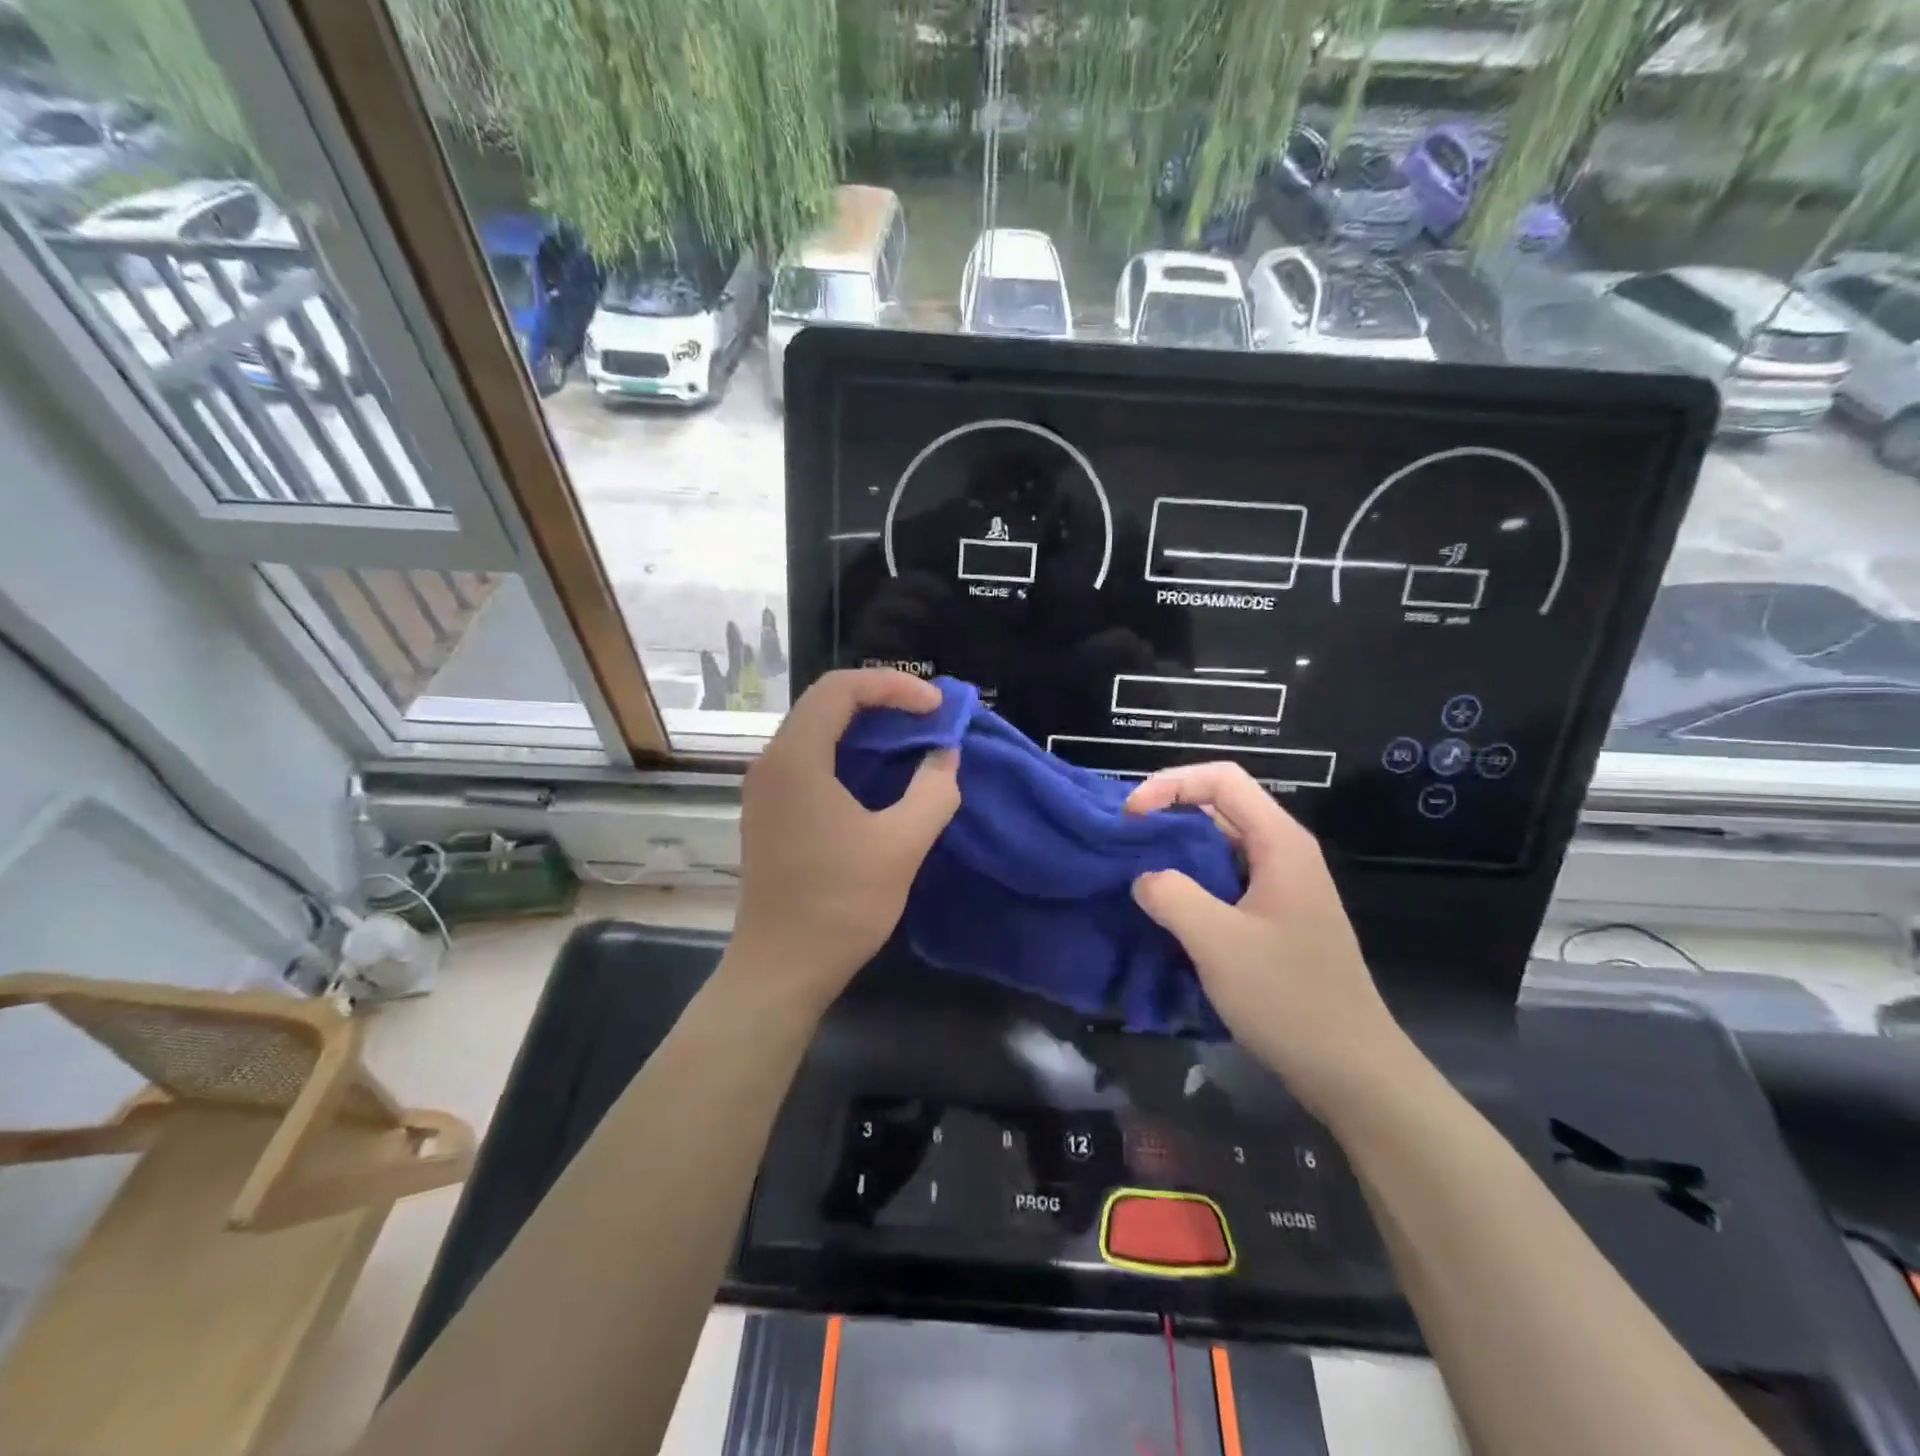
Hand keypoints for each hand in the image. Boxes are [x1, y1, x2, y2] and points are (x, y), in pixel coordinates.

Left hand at [731, 669, 960, 1006]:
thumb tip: (946, 755)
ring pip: (817, 730)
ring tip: (912, 739)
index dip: (894, 685)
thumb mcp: (901, 845)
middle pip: (826, 703)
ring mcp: (766, 789)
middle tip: (929, 718)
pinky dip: (849, 752)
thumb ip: (934, 790)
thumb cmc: (840, 905)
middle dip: (882, 700)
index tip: (936, 707)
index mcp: (795, 758)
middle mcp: (771, 762)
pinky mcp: (770, 812)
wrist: (780, 969)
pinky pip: (810, 759)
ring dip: (866, 726)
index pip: (841, 688)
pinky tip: (880, 774)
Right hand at [1125, 763, 1416, 1120]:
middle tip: (1122, 841)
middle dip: (1167, 813)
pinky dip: (1190, 881)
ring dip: (1175, 850)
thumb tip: (1143, 878)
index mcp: (1280, 842)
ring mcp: (1281, 886)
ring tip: (1133, 869)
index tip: (1130, 816)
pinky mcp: (1274, 917)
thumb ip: (1172, 896)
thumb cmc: (1288, 998)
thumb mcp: (1218, 942)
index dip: (1170, 784)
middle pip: (1219, 806)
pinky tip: (1164, 907)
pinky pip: (1224, 879)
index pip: (1221, 779)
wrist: (1351, 1070)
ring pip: (1219, 845)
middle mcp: (1283, 852)